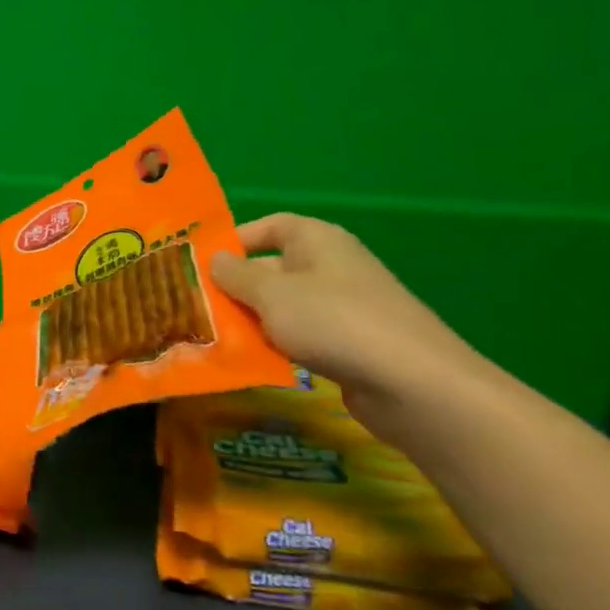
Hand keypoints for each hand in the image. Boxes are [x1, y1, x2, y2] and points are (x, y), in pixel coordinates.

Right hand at [210, 214, 486, 432]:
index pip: (271, 226)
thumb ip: (237, 276)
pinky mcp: (349, 342)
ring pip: (284, 306)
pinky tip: (254, 361)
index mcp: (317, 240)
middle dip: (236, 286)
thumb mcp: (272, 295)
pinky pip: (301, 335)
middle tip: (197, 307)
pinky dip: (277, 344)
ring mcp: (343, 306)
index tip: (202, 263)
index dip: (237, 240)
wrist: (412, 382)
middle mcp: (331, 266)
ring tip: (215, 337)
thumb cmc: (334, 322)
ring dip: (253, 320)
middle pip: (273, 268)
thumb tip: (215, 259)